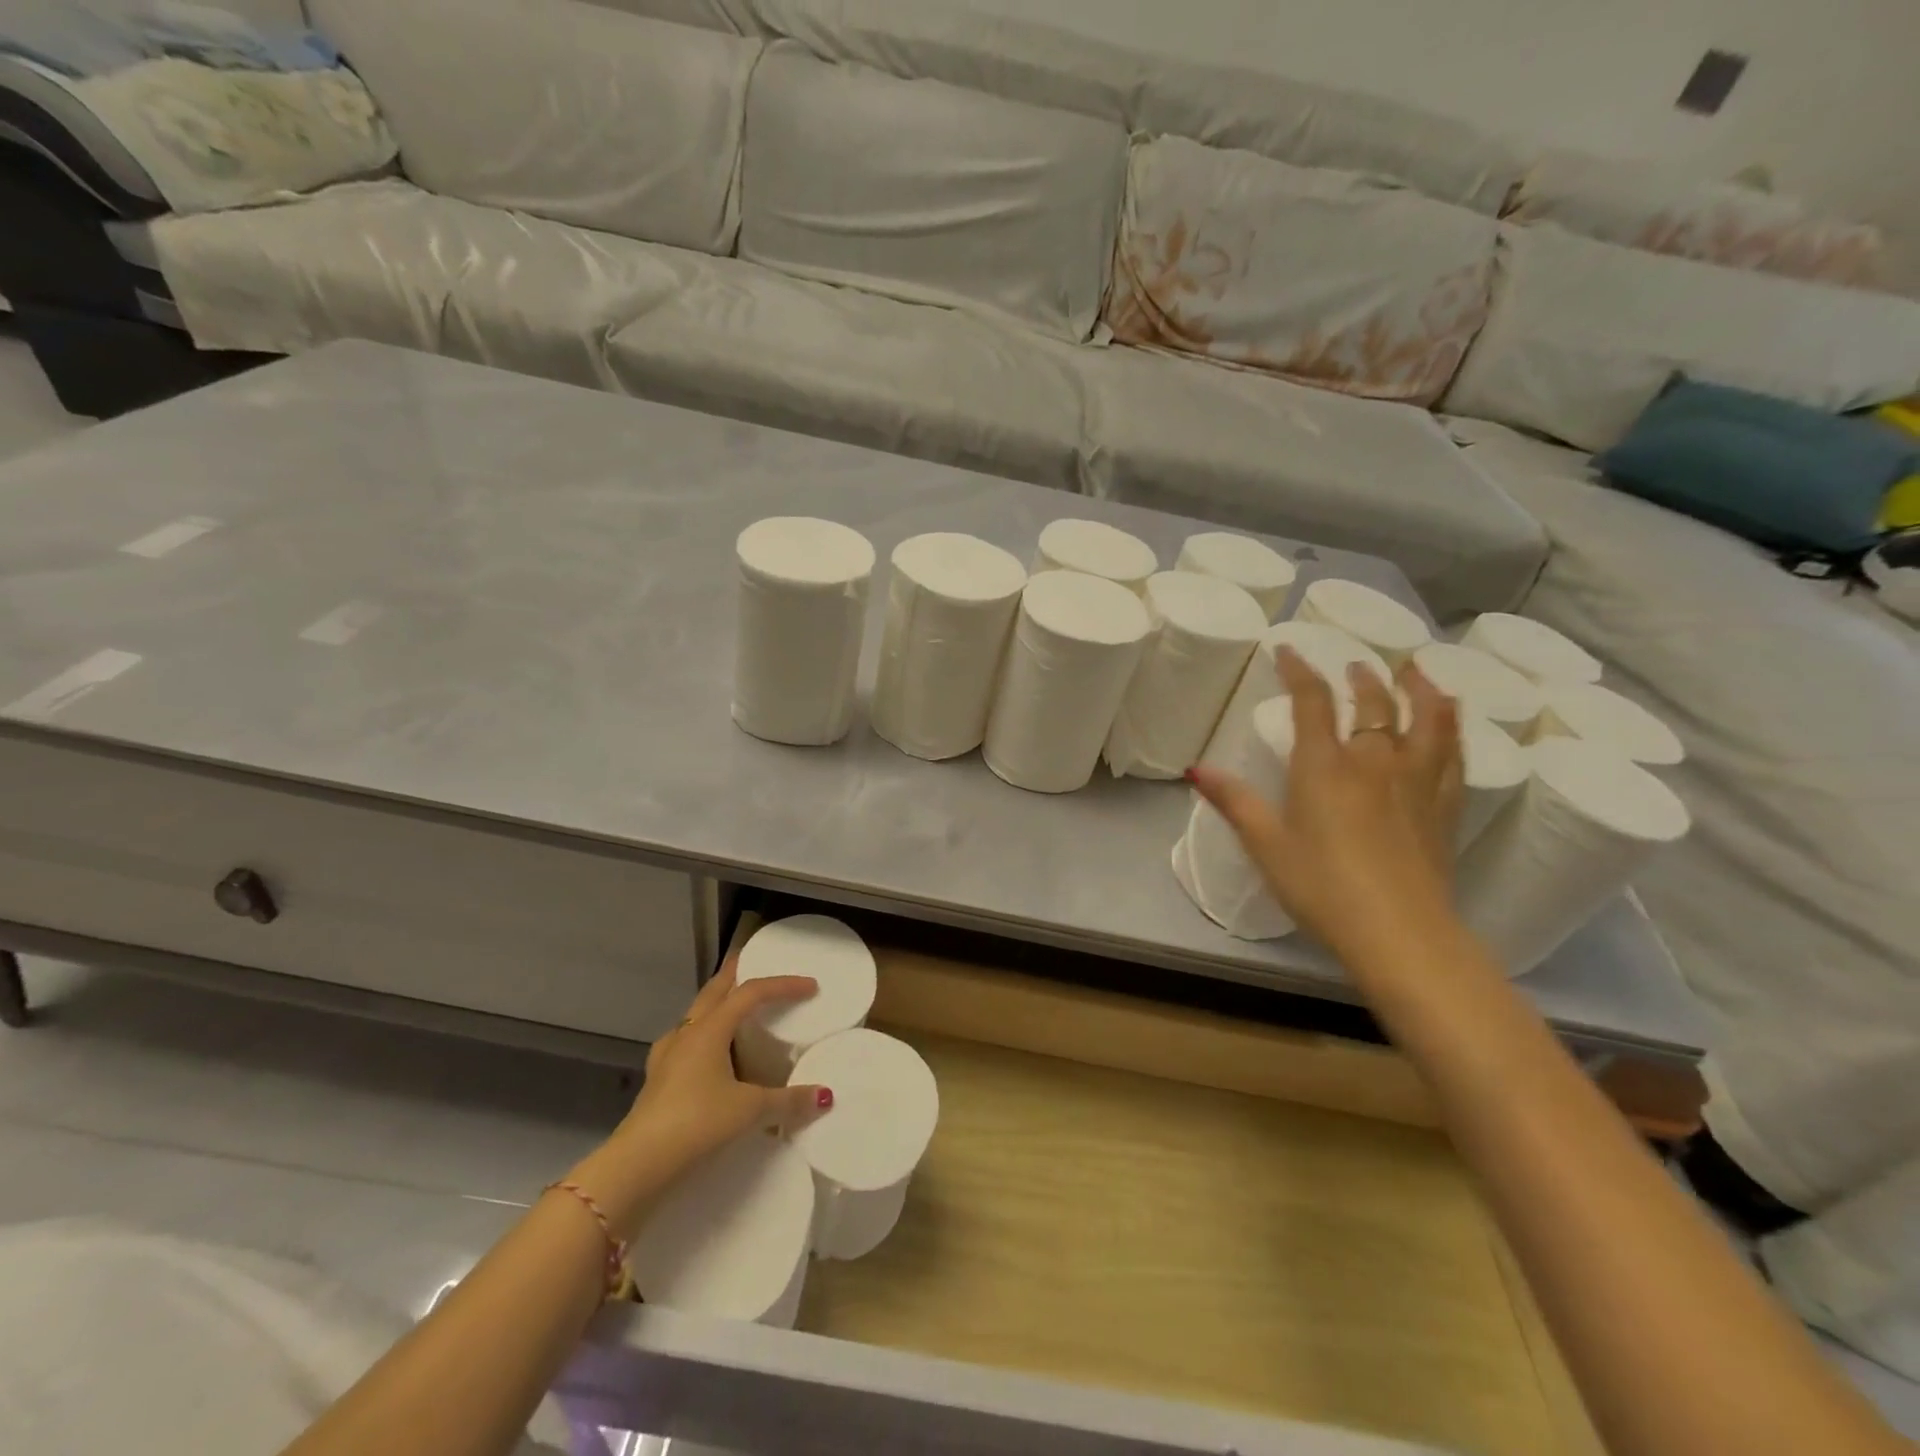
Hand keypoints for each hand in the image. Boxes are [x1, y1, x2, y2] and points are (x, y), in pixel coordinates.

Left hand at [625, 956, 829, 1168]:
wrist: (637, 1165)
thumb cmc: (697, 1123)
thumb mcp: (750, 1110)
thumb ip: (788, 1101)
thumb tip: (824, 1096)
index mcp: (710, 1029)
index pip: (751, 992)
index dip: (782, 985)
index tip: (809, 986)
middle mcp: (687, 1034)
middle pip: (714, 992)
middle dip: (734, 975)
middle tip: (751, 962)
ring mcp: (667, 1057)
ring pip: (694, 1016)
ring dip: (714, 1005)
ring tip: (731, 1008)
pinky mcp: (657, 1081)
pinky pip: (683, 1044)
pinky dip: (699, 1038)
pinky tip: (703, 1055)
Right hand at [1189, 647, 1463, 961]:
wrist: (1399, 932)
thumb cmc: (1321, 886)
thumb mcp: (1266, 845)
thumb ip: (1234, 802)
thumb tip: (1197, 769)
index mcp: (1325, 767)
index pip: (1313, 702)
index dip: (1300, 670)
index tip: (1289, 650)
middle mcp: (1374, 762)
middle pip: (1373, 704)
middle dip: (1362, 679)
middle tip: (1356, 666)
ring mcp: (1416, 782)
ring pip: (1427, 720)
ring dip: (1421, 690)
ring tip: (1416, 672)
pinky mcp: (1445, 807)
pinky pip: (1453, 755)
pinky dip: (1451, 729)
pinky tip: (1449, 726)